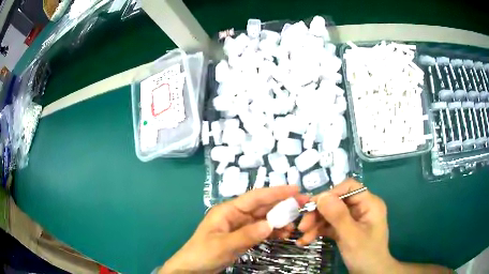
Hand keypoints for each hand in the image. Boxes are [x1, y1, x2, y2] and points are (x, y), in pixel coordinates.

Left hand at [160, 185, 307, 273]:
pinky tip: (283, 234)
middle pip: (262, 207)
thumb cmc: (203, 254)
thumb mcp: (223, 245)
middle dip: (282, 205)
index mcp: (228, 211)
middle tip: (303, 206)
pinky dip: (273, 231)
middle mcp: (235, 215)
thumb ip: (246, 235)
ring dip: (279, 220)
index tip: (295, 189)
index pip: (255, 198)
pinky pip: (261, 231)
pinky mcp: (242, 237)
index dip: (276, 192)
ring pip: (264, 219)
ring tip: (294, 226)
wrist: (192, 269)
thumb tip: (270, 224)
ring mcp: (240, 227)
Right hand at [297, 178, 395, 272]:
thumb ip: (338, 216)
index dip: (331, 194)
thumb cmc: (365, 254)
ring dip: (315, 224)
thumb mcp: (351, 236)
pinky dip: (318, 231)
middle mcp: (361, 208)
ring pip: (330, 214)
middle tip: (302, 226)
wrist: (369, 273)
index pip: (349, 187)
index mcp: (369, 203)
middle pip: (336, 201)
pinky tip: (306, 240)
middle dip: (318, 213)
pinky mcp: (345, 229)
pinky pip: (330, 225)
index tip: (312, 206)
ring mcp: (352, 219)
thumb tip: (322, 196)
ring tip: (302, 237)